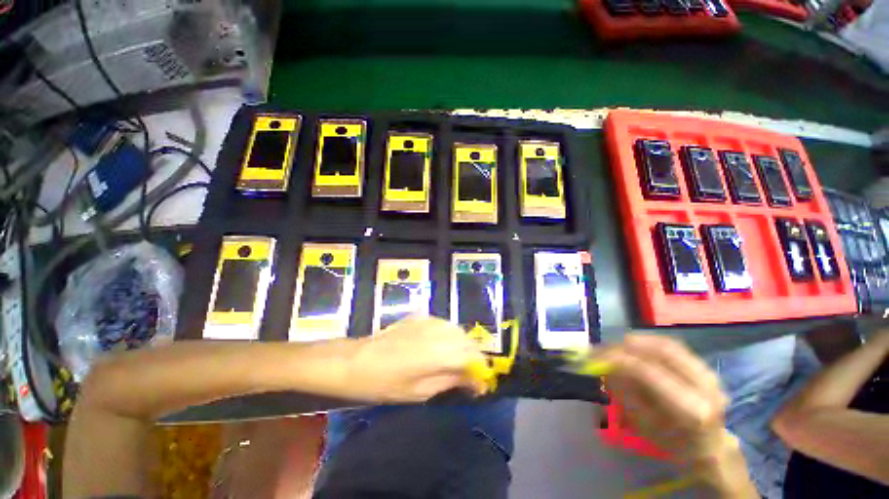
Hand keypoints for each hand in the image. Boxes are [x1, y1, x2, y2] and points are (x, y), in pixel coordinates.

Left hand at [344, 315, 487, 402]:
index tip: (479, 387)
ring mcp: (431, 321)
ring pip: (459, 330)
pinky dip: (450, 336)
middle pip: (469, 341)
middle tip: (468, 375)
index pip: (474, 358)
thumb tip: (472, 380)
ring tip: (456, 361)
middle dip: (473, 358)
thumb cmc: (386, 384)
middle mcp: (441, 332)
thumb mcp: (420, 392)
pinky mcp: (422, 316)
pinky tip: (442, 345)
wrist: (358, 360)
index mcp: (442, 353)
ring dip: (463, 346)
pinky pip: (445, 325)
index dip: (480, 373)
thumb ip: (450, 381)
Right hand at [598, 334, 730, 464]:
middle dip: (625, 345)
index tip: (593, 357)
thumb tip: (604, 365)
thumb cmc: (671, 442)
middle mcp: (705, 385)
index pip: (647, 371)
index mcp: (690, 408)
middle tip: (602, 348)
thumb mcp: (643, 423)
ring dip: (635, 341)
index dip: (616, 359)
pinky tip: (634, 347)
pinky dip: (648, 342)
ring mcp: (708, 373)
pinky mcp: (705, 365)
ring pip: (665, 343)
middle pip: (660, 350)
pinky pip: (672, 345)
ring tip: (615, 347)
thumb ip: (624, 391)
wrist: (709, 446)